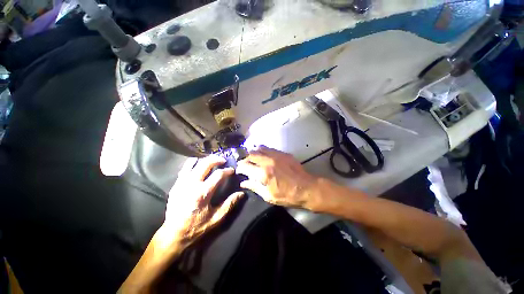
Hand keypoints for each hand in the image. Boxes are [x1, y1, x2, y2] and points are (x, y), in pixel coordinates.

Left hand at [161, 155, 243, 249]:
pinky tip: (197, 164)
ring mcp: (182, 183)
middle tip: (223, 160)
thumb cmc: (196, 227)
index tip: (232, 170)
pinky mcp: (176, 185)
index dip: (227, 171)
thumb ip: (229, 204)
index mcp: (203, 193)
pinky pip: (184, 168)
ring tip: (212, 160)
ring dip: (204, 159)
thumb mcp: (216, 218)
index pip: (218, 175)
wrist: (173, 234)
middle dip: (216, 159)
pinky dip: (192, 163)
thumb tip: (241, 193)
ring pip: (194, 163)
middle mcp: (192, 184)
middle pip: (205, 164)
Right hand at [236, 146, 320, 209]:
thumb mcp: (268, 196)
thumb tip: (243, 182)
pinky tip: (265, 157)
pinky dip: (264, 151)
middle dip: (245, 158)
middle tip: (245, 164)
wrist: (307, 188)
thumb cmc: (287, 195)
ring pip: (259, 148)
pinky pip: (269, 148)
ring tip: (254, 159)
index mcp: (263, 174)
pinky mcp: (283, 153)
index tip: (239, 170)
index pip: (245, 166)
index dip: (239, 167)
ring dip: (254, 153)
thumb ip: (254, 187)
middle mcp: (268, 161)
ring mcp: (276, 155)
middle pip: (251, 154)